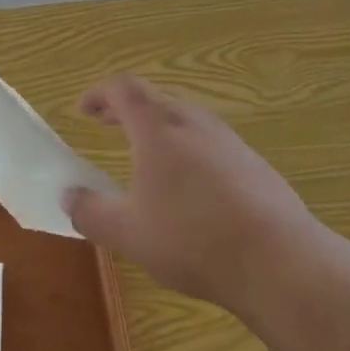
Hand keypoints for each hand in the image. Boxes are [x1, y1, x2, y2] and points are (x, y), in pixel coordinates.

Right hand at [64, 76, 311, 314]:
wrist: (281, 262)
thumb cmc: (193, 239)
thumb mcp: (128, 234)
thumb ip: (91, 212)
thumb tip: (68, 196)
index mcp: (157, 129)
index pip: (123, 88)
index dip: (99, 94)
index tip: (83, 110)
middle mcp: (193, 123)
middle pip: (154, 99)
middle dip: (125, 109)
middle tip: (106, 124)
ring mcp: (229, 141)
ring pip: (184, 119)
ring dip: (157, 128)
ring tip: (145, 155)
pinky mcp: (254, 165)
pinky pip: (209, 142)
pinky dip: (186, 148)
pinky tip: (191, 188)